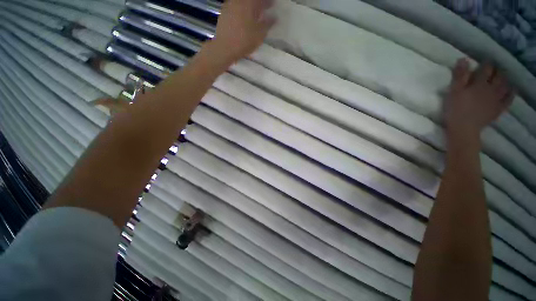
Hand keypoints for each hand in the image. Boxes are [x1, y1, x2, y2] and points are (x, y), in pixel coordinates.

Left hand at [205, 0, 274, 65]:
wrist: (225, 47)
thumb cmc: (244, 40)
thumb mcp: (259, 34)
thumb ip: (267, 24)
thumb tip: (274, 17)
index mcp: (248, 3)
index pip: (260, 0)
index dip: (267, 2)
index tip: (273, 5)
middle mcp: (238, 1)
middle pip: (250, 1)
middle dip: (259, 4)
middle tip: (264, 9)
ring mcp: (229, 6)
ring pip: (242, 4)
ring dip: (250, 7)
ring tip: (255, 15)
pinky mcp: (224, 13)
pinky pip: (235, 8)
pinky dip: (242, 11)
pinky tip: (244, 19)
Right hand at [444, 59, 513, 140]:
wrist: (464, 128)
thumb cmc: (455, 109)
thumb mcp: (453, 91)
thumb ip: (459, 76)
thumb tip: (463, 59)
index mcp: (480, 83)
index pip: (486, 69)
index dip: (486, 64)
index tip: (485, 61)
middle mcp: (491, 88)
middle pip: (498, 76)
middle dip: (497, 71)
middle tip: (494, 69)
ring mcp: (497, 99)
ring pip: (505, 86)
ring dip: (504, 80)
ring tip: (502, 78)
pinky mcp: (498, 109)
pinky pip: (508, 99)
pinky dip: (511, 94)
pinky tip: (512, 90)